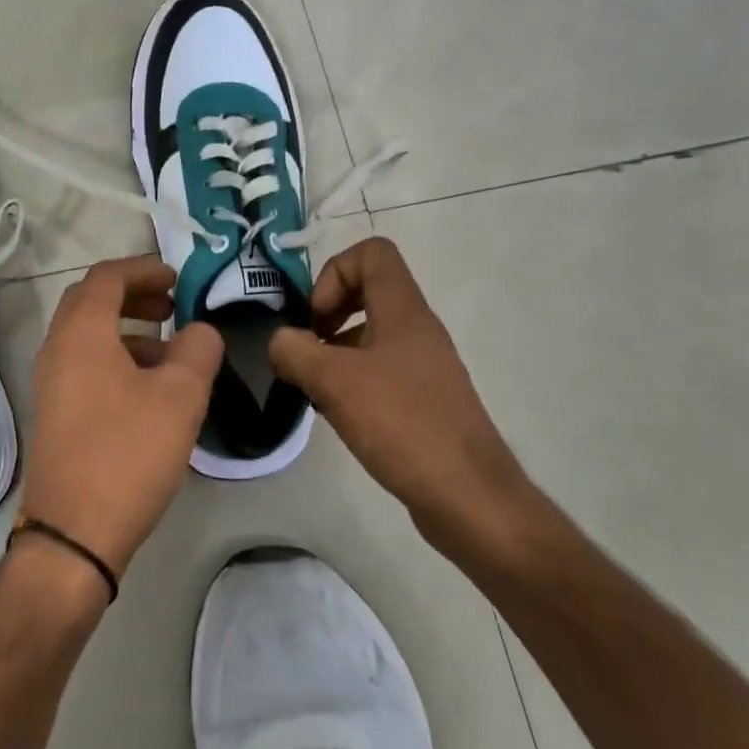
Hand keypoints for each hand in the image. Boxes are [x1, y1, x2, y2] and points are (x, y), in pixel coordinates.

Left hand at [22, 255, 224, 577]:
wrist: (73, 535)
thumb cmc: (128, 454)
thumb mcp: (180, 397)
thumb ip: (198, 350)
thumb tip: (199, 332)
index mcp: (81, 334)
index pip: (107, 277)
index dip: (143, 269)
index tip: (177, 278)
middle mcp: (57, 350)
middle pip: (90, 301)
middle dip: (133, 294)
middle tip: (171, 305)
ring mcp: (50, 384)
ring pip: (88, 336)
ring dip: (127, 330)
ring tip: (169, 353)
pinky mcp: (55, 414)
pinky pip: (84, 365)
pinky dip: (116, 358)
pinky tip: (149, 391)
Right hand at [268, 237, 540, 552]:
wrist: (469, 496)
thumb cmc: (402, 424)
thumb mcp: (334, 381)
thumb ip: (295, 351)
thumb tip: (280, 342)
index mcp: (403, 310)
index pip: (372, 252)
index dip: (334, 273)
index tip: (316, 318)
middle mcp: (417, 328)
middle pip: (368, 290)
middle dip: (327, 312)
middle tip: (306, 349)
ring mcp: (424, 365)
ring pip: (371, 334)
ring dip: (335, 350)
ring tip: (313, 387)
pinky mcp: (424, 399)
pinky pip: (381, 369)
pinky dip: (352, 379)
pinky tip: (337, 413)